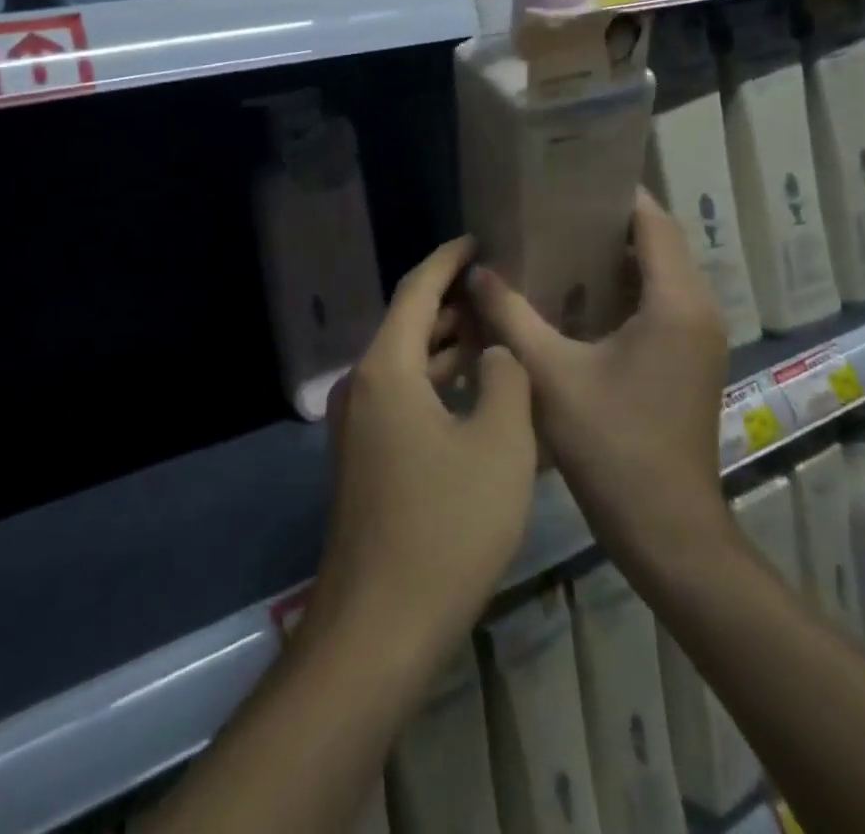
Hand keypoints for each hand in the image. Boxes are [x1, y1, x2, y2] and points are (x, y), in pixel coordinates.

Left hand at [307, 237, 537, 662]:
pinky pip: (407, 399)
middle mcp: (363, 386)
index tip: (478, 238)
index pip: (417, 290)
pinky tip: (480, 394)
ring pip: (409, 365)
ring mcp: (360, 425)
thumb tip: (495, 354)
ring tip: (499, 332)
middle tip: (502, 287)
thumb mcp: (499, 444)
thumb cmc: (445, 526)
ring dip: (450, 347)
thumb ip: (503, 380)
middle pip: (410, 325)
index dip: (448, 259)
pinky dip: (440, 384)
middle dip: (454, 303)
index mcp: (387, 368)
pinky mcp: (367, 458)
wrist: (380, 626)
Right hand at [467, 189, 732, 571]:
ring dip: (618, 254)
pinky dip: (626, 286)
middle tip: (552, 209)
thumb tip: (478, 270)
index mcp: (675, 302)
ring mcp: (699, 336)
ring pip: (662, 272)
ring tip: (558, 242)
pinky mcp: (691, 358)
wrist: (668, 531)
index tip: (567, 179)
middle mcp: (697, 309)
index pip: (652, 221)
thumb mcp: (551, 374)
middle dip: (609, 221)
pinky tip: (578, 294)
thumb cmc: (613, 447)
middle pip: (659, 241)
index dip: (614, 194)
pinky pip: (661, 300)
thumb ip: (511, 315)